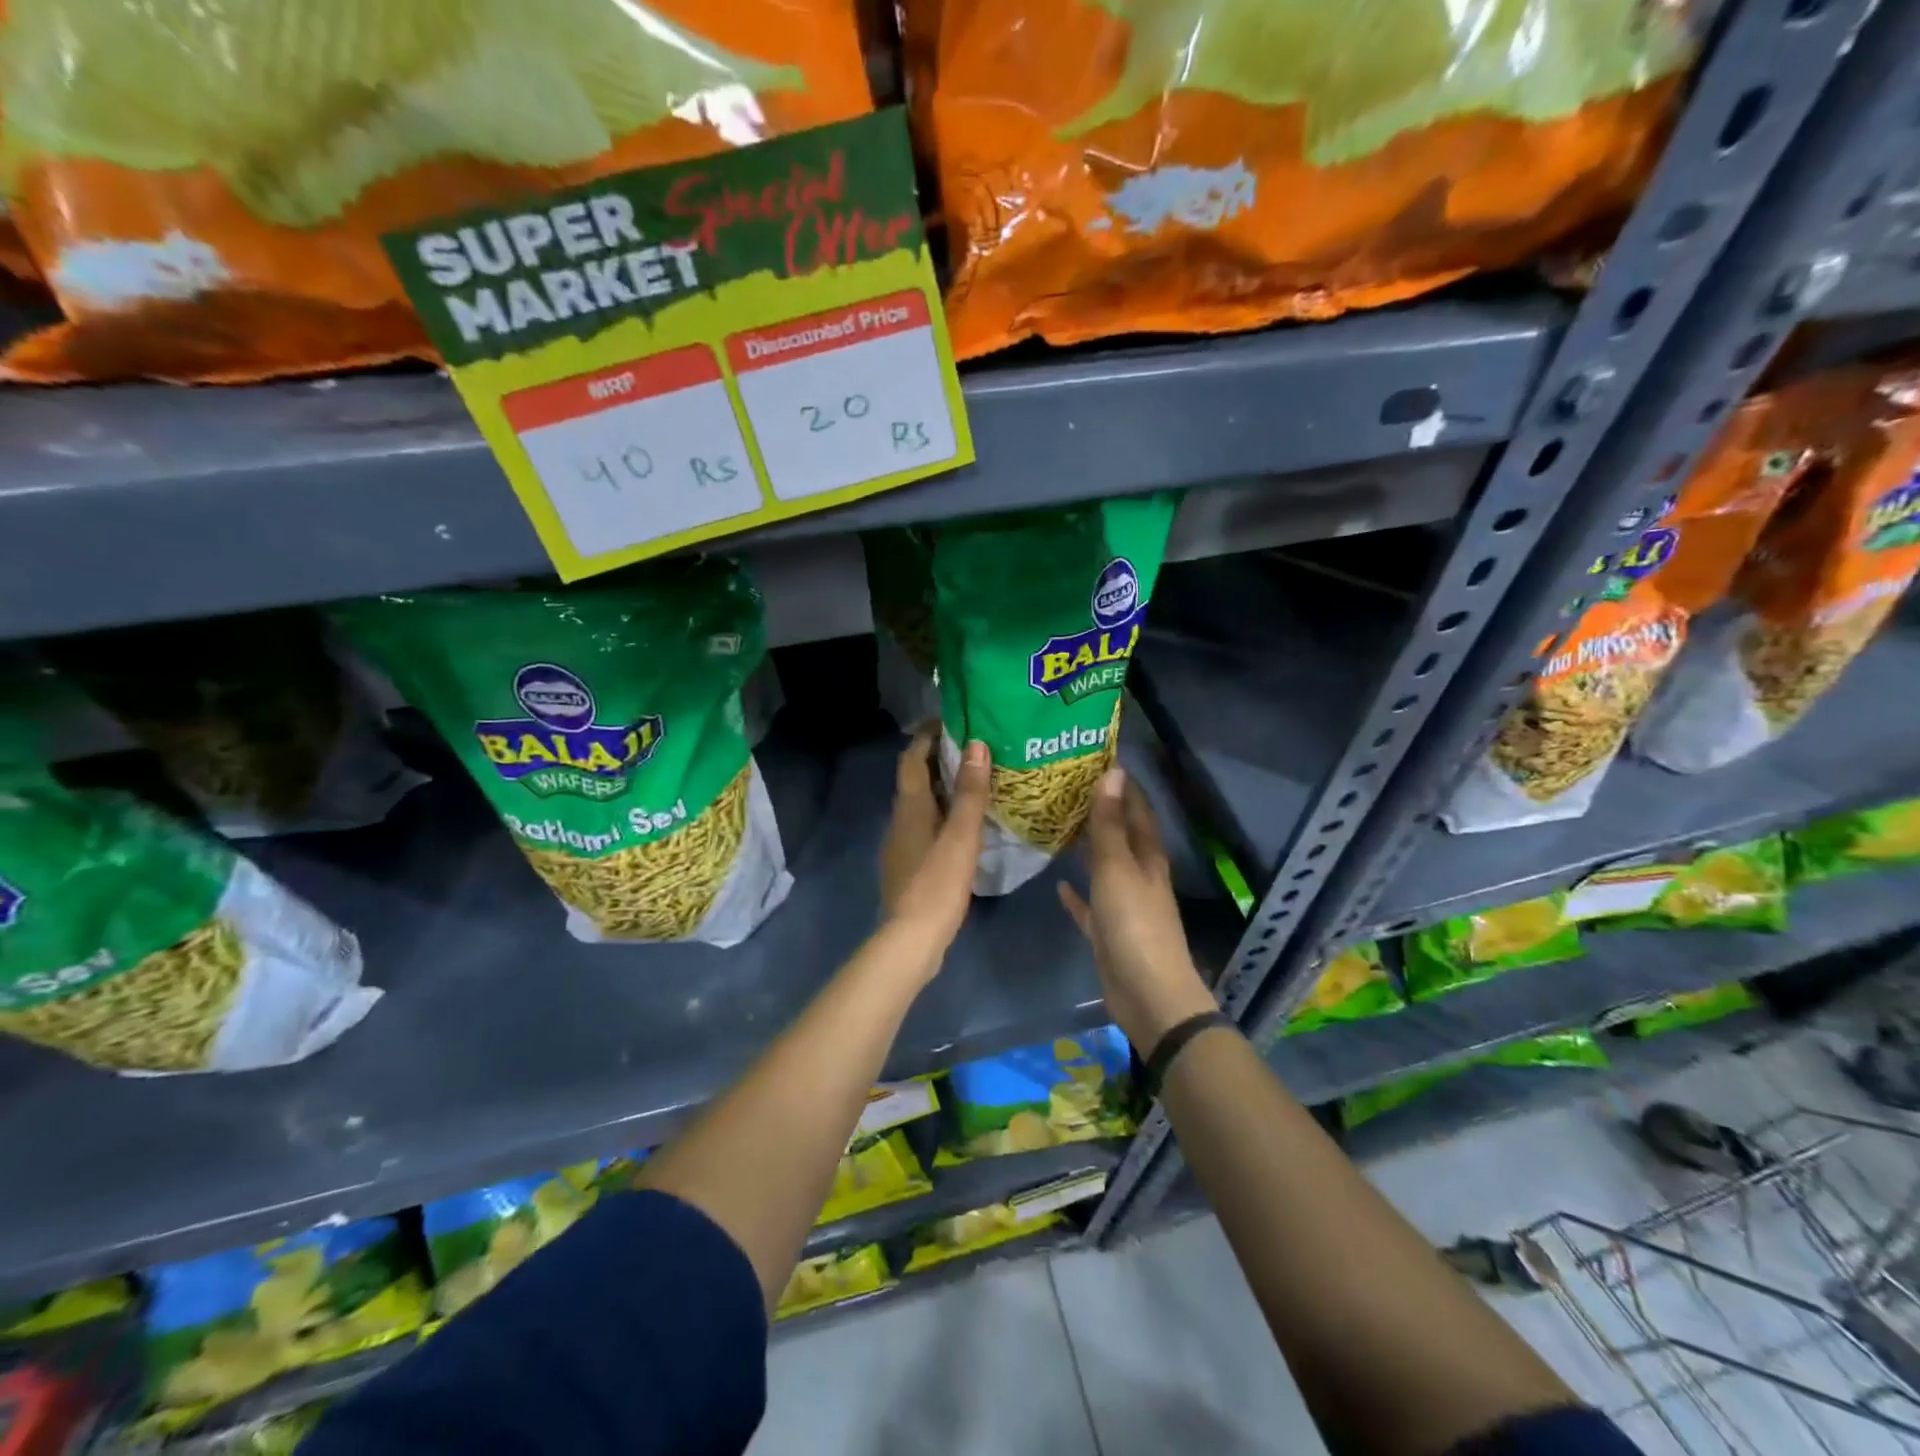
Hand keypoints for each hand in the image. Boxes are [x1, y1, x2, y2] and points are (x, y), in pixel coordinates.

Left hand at [878, 725, 989, 965]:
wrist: (910, 939)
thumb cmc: (937, 883)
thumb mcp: (961, 835)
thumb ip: (971, 792)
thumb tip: (976, 745)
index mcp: (909, 807)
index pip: (911, 758)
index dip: (926, 735)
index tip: (950, 720)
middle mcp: (899, 820)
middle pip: (914, 779)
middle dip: (936, 759)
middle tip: (971, 748)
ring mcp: (900, 845)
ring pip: (919, 804)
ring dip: (940, 787)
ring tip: (973, 782)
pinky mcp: (907, 866)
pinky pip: (923, 826)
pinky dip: (941, 814)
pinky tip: (962, 826)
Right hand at [1058, 767, 1217, 1054]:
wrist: (1147, 993)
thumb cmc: (1134, 924)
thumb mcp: (1117, 868)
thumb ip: (1110, 823)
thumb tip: (1113, 772)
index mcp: (1147, 856)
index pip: (1136, 808)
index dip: (1121, 783)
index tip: (1095, 757)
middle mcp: (1138, 874)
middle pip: (1119, 834)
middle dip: (1099, 810)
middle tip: (1064, 787)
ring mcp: (1124, 903)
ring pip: (1103, 866)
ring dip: (1086, 847)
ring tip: (1057, 825)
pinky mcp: (1108, 930)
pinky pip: (1090, 905)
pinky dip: (1077, 893)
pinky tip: (1059, 883)